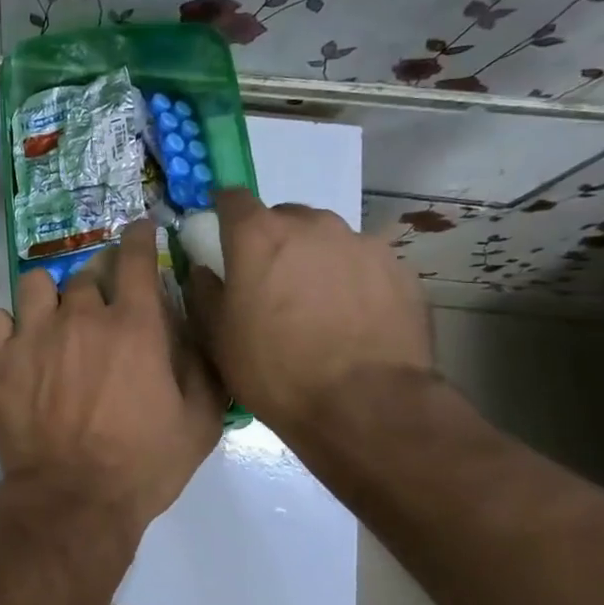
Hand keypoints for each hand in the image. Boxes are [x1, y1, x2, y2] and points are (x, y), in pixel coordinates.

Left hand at [0, 219, 224, 540]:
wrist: (74, 501)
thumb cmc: (144, 465)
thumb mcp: (200, 420)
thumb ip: (201, 362)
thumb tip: (191, 321)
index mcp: (134, 325)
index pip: (135, 257)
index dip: (139, 236)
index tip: (139, 229)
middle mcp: (81, 316)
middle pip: (86, 272)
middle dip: (99, 278)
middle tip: (102, 302)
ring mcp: (34, 334)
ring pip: (36, 284)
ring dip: (49, 295)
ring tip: (54, 317)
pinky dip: (6, 323)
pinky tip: (16, 340)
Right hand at [188, 192, 432, 440]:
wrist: (366, 406)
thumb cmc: (276, 370)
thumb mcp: (218, 338)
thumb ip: (204, 292)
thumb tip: (203, 269)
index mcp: (259, 235)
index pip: (233, 198)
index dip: (225, 215)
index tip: (222, 238)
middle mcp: (312, 225)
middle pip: (284, 216)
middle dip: (273, 240)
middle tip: (270, 282)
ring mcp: (361, 244)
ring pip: (327, 239)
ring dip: (314, 259)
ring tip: (316, 304)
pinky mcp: (400, 269)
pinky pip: (363, 264)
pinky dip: (352, 280)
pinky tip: (351, 319)